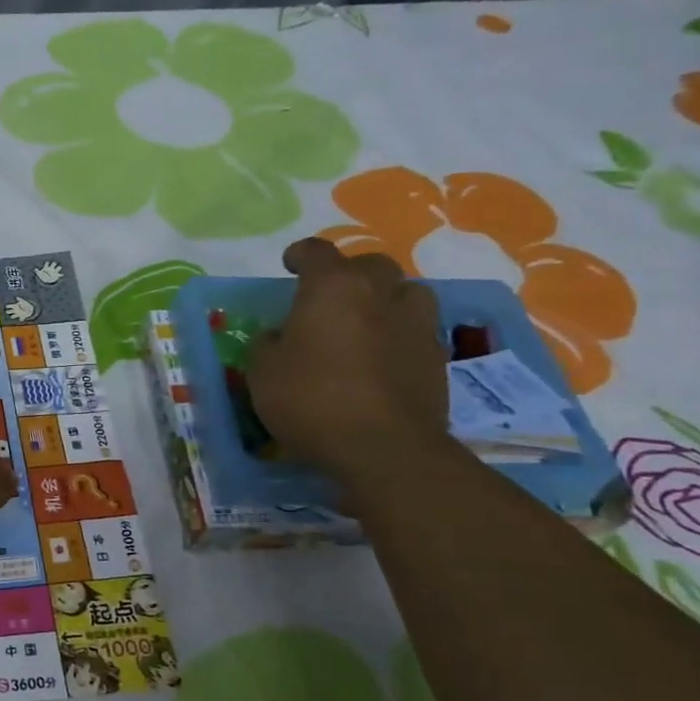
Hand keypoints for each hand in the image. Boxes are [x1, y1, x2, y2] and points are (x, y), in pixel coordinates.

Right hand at [245, 238, 450, 485]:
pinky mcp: (437, 357)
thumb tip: (279, 336)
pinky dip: (398, 334)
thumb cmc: (312, 400)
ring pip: (405, 292)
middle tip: (329, 297)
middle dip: (349, 274)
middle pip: (369, 265)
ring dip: (385, 299)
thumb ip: (267, 344)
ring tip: (366, 321)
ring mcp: (415, 324)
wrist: (384, 448)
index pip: (317, 252)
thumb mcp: (262, 372)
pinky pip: (416, 329)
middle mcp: (379, 294)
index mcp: (333, 287)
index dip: (301, 254)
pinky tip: (382, 357)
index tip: (290, 264)